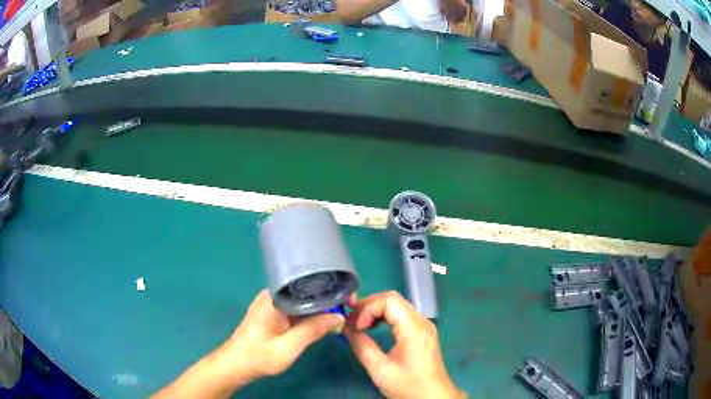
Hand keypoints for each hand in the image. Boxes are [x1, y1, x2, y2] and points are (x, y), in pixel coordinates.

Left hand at [153, 290, 343, 398]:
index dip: (332, 291)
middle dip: (330, 298)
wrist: (235, 365)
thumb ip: (312, 330)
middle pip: (307, 291)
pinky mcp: (274, 313)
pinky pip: (297, 309)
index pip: (309, 286)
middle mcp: (273, 295)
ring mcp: (273, 304)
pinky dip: (312, 313)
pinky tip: (324, 319)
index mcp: (275, 297)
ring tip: (343, 312)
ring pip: (303, 300)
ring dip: (322, 306)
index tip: (351, 298)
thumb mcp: (288, 347)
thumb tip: (339, 317)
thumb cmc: (258, 357)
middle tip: (351, 307)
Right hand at [344, 291, 464, 398]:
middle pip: (393, 299)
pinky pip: (402, 315)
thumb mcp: (380, 369)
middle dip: (369, 306)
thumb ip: (362, 346)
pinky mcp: (423, 332)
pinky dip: (385, 317)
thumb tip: (346, 328)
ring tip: (359, 325)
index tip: (355, 325)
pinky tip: (374, 328)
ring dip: (376, 311)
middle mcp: (421, 321)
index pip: (389, 300)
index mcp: (413, 328)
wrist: (433, 397)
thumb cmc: (407, 385)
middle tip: (352, 321)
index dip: (368, 307)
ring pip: (398, 305)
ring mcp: (424, 326)